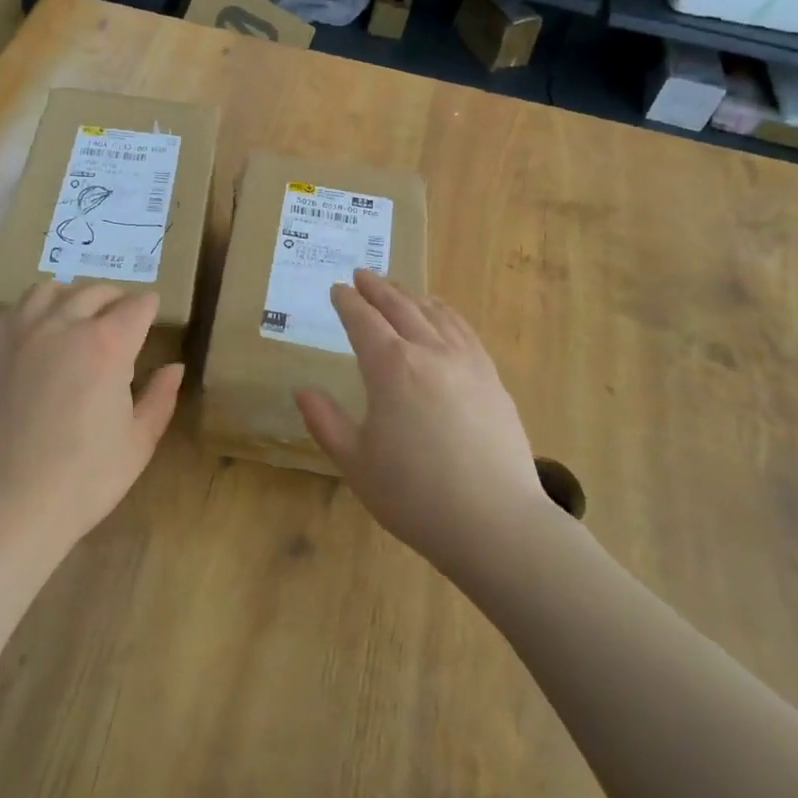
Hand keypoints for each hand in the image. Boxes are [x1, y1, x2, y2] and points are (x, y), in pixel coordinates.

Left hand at [0, 281, 183, 548]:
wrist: (1, 504)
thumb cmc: (81, 480)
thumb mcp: (137, 444)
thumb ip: (160, 398)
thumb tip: (174, 367)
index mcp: (108, 344)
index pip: (136, 306)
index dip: (149, 307)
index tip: (152, 313)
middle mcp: (64, 324)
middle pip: (95, 291)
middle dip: (115, 299)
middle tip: (120, 318)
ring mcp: (20, 332)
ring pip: (50, 290)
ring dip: (71, 297)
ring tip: (75, 316)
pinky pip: (12, 311)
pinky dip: (31, 312)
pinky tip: (33, 334)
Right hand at [295, 271, 547, 574]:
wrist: (495, 522)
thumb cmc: (415, 495)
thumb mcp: (356, 463)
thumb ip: (325, 422)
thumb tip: (302, 390)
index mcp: (390, 367)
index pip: (363, 320)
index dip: (347, 302)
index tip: (336, 289)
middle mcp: (429, 351)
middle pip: (400, 306)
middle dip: (377, 288)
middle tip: (362, 275)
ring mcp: (466, 361)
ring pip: (435, 313)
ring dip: (411, 296)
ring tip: (398, 289)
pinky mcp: (492, 378)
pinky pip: (464, 330)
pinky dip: (446, 313)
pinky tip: (443, 316)